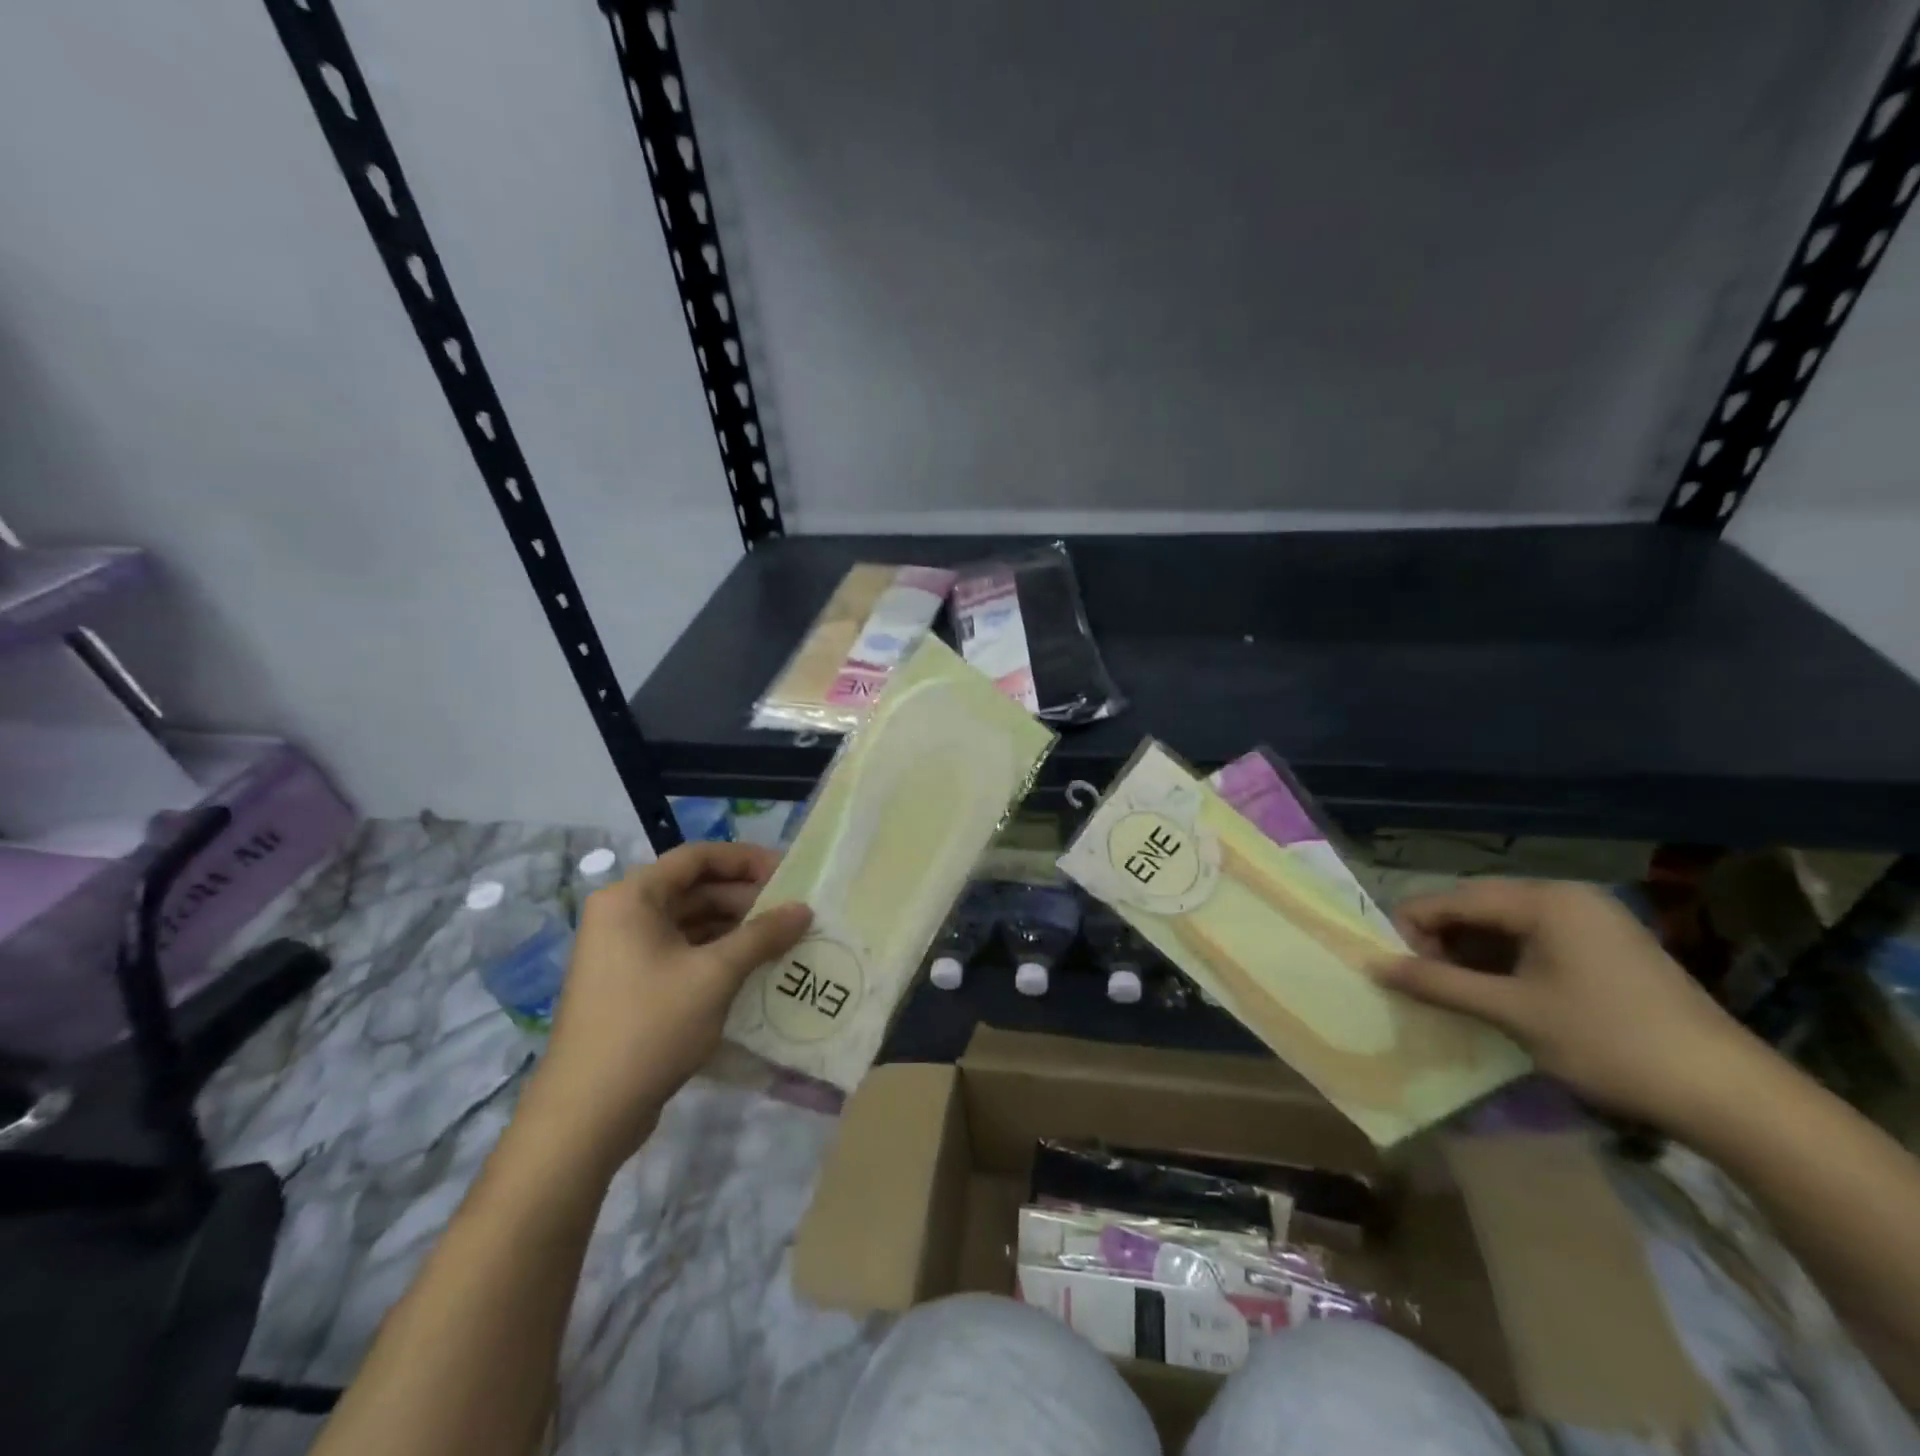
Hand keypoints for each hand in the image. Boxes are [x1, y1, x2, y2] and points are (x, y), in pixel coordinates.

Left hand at [520, 843, 810, 1170]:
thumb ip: (762, 935)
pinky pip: (681, 952)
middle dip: (745, 898)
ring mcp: (623, 952)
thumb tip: (804, 909)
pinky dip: (716, 954)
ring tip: (781, 940)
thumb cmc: (651, 1026)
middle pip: (694, 889)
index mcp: (632, 898)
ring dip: (734, 928)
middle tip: (792, 911)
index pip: (697, 857)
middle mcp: (623, 915)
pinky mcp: (630, 985)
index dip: (746, 859)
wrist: (588, 1112)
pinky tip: (753, 969)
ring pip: (689, 923)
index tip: (789, 872)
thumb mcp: (716, 975)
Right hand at [1377, 878, 1756, 1128]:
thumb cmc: (1608, 1042)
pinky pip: (1536, 941)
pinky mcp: (1610, 948)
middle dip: (1442, 943)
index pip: (1450, 899)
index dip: (1411, 930)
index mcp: (1543, 900)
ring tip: (1458, 995)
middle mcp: (1566, 897)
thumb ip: (1437, 983)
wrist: (1731, 1095)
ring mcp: (1593, 921)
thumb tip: (1374, 966)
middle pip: (1476, 908)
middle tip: (1426, 986)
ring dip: (1473, 956)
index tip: (1395, 969)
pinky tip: (1500, 996)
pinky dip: (1507, 964)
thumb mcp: (1511, 1012)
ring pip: (1505, 926)